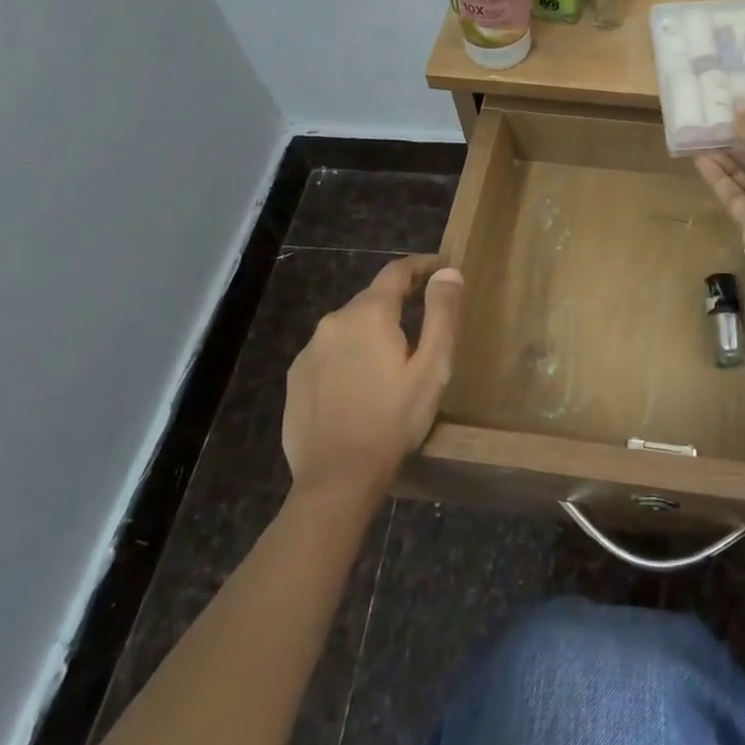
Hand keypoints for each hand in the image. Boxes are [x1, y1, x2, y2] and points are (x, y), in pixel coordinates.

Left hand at [281, 256, 462, 497]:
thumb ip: (442, 314)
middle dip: (398, 302)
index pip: (396, 271)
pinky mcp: (296, 378)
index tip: (440, 268)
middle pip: (371, 298)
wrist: (337, 480)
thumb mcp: (432, 367)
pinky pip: (329, 353)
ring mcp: (310, 351)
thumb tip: (448, 272)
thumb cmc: (393, 419)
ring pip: (348, 327)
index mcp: (370, 313)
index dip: (421, 265)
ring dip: (371, 331)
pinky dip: (348, 356)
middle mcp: (334, 321)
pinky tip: (360, 384)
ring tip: (392, 358)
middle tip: (422, 321)